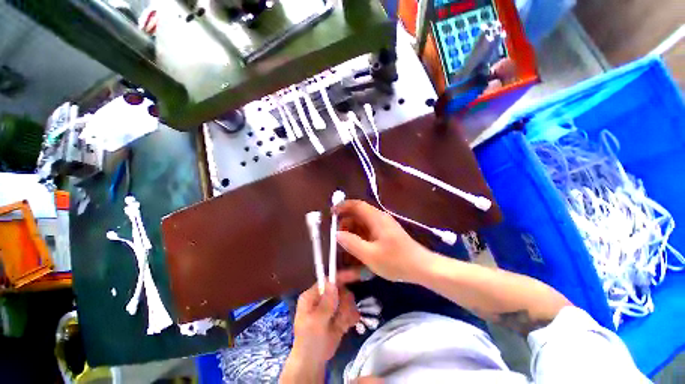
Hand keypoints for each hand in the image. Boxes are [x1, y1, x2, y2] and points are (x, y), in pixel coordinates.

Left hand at [281, 282, 359, 382]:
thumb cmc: (310, 342)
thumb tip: (332, 283)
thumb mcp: (316, 322)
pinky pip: (351, 311)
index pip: (329, 280)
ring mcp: (331, 307)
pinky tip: (344, 328)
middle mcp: (322, 298)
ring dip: (347, 313)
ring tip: (340, 325)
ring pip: (347, 300)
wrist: (313, 364)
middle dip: (344, 303)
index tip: (357, 276)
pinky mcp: (339, 316)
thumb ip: (326, 303)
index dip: (342, 277)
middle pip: (341, 289)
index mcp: (312, 296)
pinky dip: (350, 318)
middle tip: (340, 316)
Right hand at [334, 200, 433, 282]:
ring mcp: (383, 226)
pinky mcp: (386, 234)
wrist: (422, 268)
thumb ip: (352, 243)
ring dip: (352, 232)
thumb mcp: (370, 255)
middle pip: (358, 214)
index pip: (356, 205)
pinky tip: (357, 250)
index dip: (342, 206)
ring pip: (362, 223)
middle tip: (338, 237)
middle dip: (346, 223)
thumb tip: (337, 234)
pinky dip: (360, 237)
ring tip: (346, 246)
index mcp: (376, 218)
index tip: (331, 214)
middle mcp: (379, 218)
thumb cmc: (396, 261)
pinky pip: (368, 231)